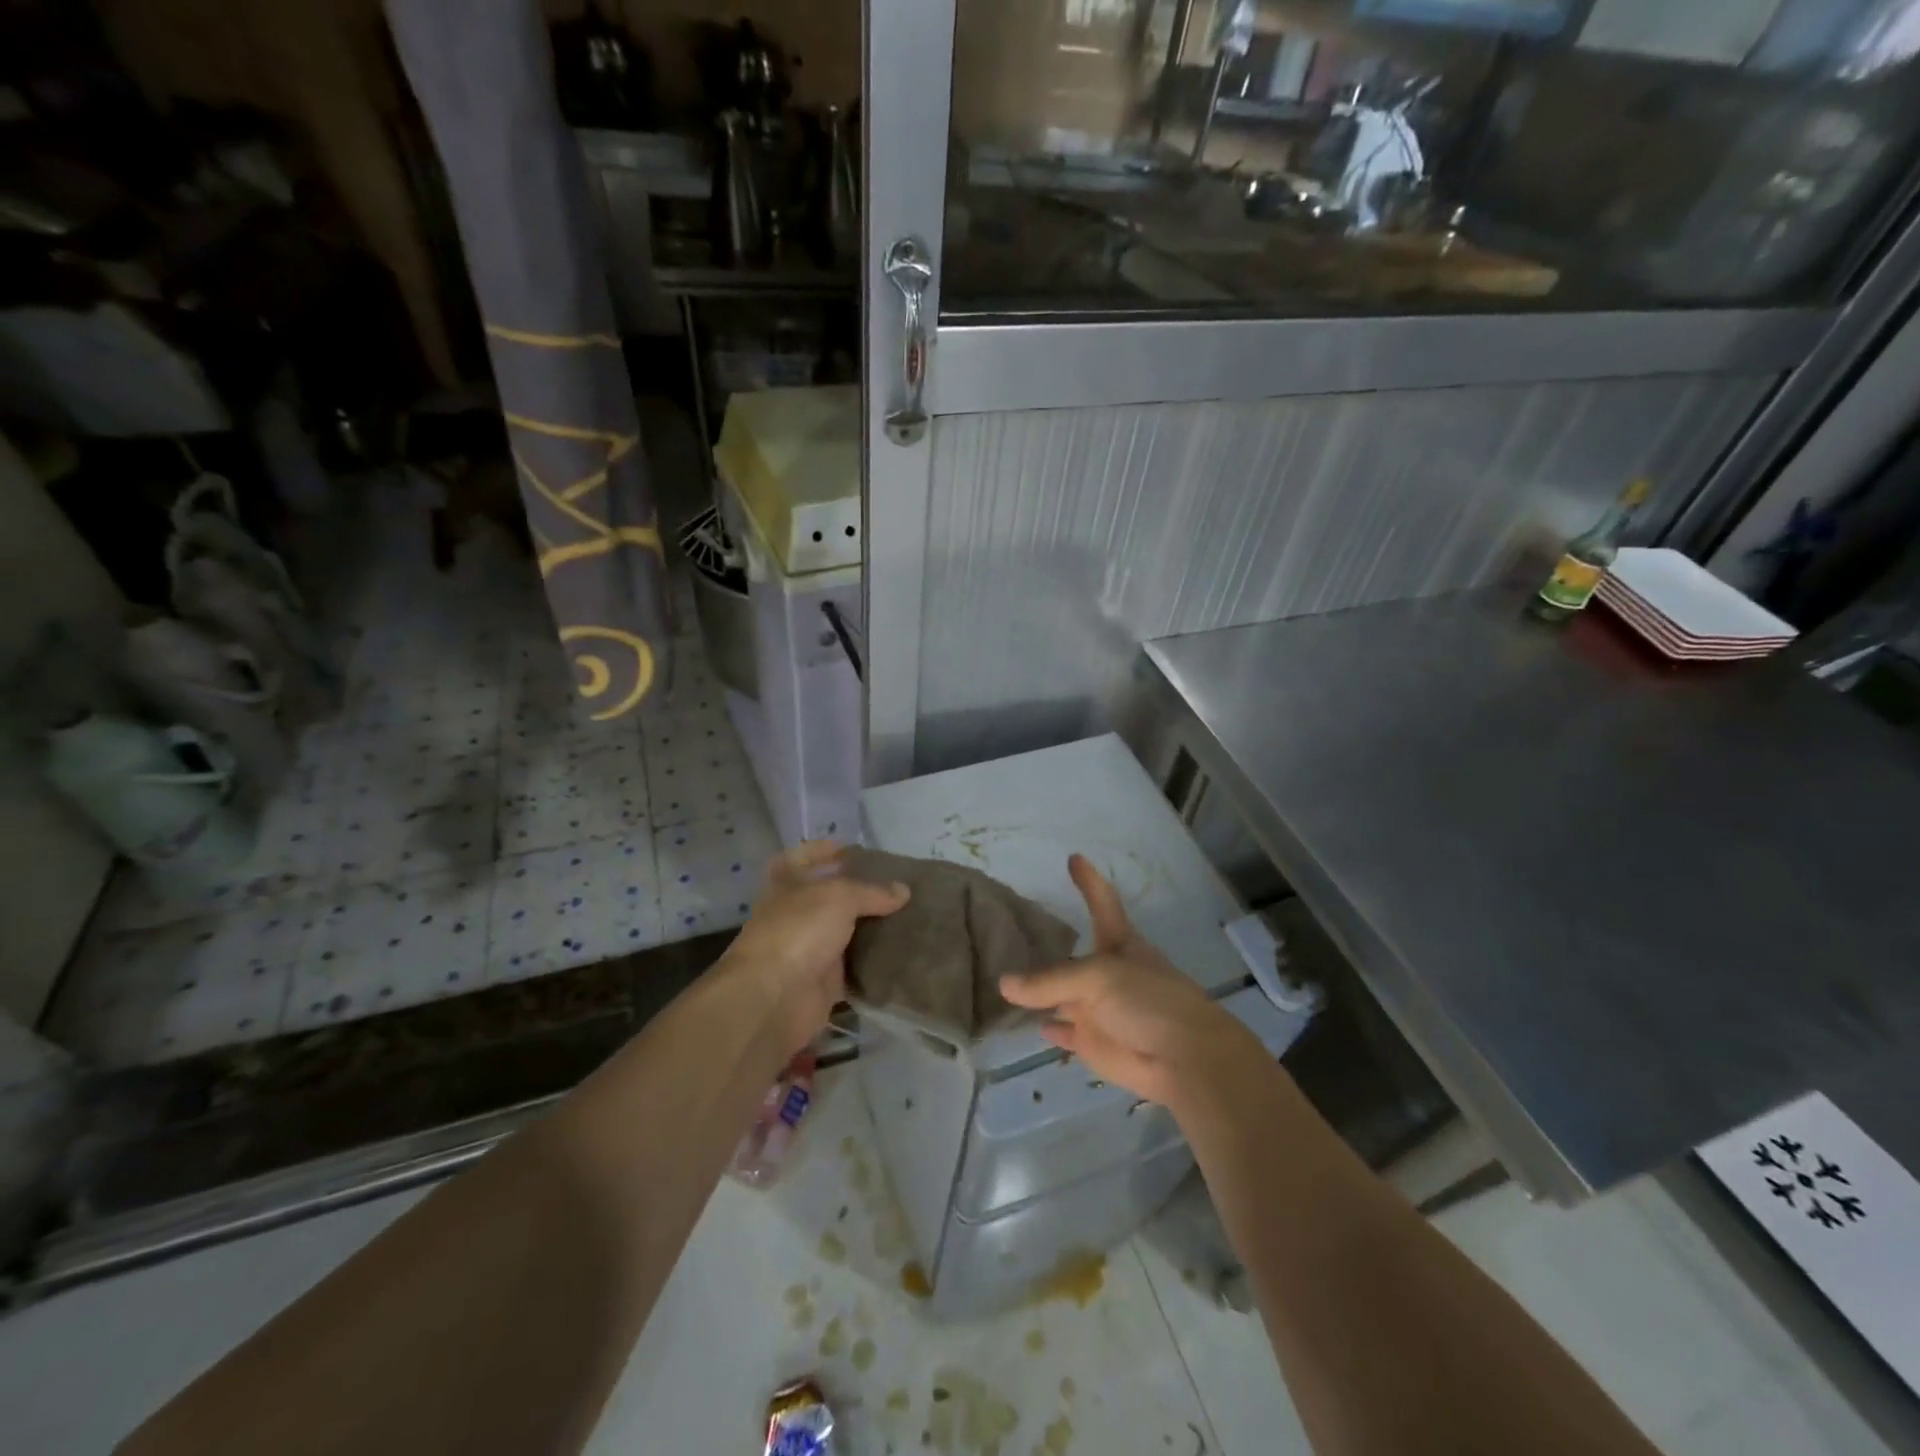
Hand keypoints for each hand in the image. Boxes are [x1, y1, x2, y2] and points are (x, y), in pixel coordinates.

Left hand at [718, 841, 909, 1057]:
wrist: (774, 997)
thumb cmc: (799, 931)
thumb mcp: (839, 897)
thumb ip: (872, 891)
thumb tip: (904, 890)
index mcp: (789, 884)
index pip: (803, 858)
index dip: (825, 850)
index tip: (857, 850)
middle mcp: (797, 913)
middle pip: (831, 896)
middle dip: (861, 891)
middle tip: (899, 885)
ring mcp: (810, 948)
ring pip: (846, 931)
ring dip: (872, 927)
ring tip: (910, 915)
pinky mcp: (825, 981)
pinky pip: (855, 966)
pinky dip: (875, 962)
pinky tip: (903, 951)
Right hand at [1000, 854, 1255, 1107]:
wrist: (1183, 1060)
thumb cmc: (1149, 1001)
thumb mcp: (1098, 978)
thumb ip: (1049, 981)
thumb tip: (1004, 984)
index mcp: (1118, 944)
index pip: (1101, 903)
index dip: (1089, 881)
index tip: (1075, 857)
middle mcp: (1107, 971)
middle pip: (1072, 953)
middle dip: (1049, 942)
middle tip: (1011, 928)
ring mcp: (1099, 1007)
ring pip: (1062, 994)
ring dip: (1040, 988)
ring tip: (1006, 973)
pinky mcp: (1093, 1040)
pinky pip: (1064, 1031)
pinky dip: (1050, 1027)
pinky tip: (1031, 1021)